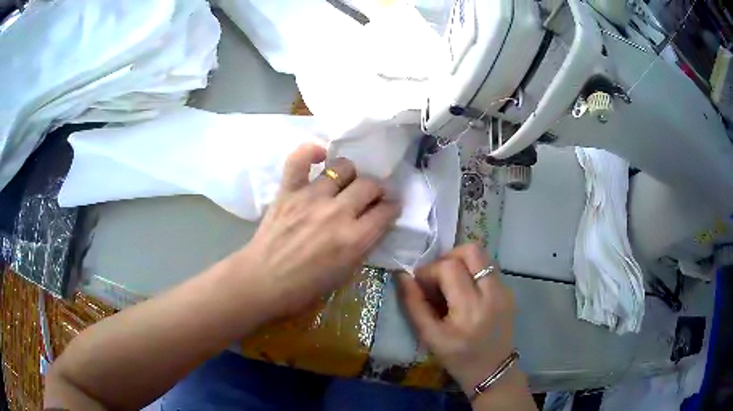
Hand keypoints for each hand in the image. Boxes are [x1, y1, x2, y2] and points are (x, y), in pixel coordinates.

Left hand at [238, 143, 399, 316]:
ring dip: (351, 174)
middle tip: (371, 196)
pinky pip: (299, 159)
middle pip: (369, 185)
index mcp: (354, 239)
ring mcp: (311, 198)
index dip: (393, 207)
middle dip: (376, 189)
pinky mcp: (288, 191)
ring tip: (346, 182)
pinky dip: (311, 152)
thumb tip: (371, 224)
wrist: (263, 282)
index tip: (390, 207)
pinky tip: (319, 157)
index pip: (386, 211)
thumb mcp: (345, 274)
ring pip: (342, 167)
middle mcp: (337, 213)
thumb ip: (362, 246)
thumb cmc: (304, 288)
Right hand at [398, 244, 515, 393]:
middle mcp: (492, 294)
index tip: (420, 285)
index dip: (429, 270)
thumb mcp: (430, 337)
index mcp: (470, 309)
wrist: (492, 370)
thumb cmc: (457, 358)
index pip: (449, 267)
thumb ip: (414, 305)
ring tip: (450, 283)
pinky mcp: (510, 291)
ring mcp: (505, 290)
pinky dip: (472, 272)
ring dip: (461, 262)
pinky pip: (489, 268)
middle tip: (437, 277)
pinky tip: (465, 292)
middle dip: (448, 257)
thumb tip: (402, 276)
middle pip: (471, 250)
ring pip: (482, 255)